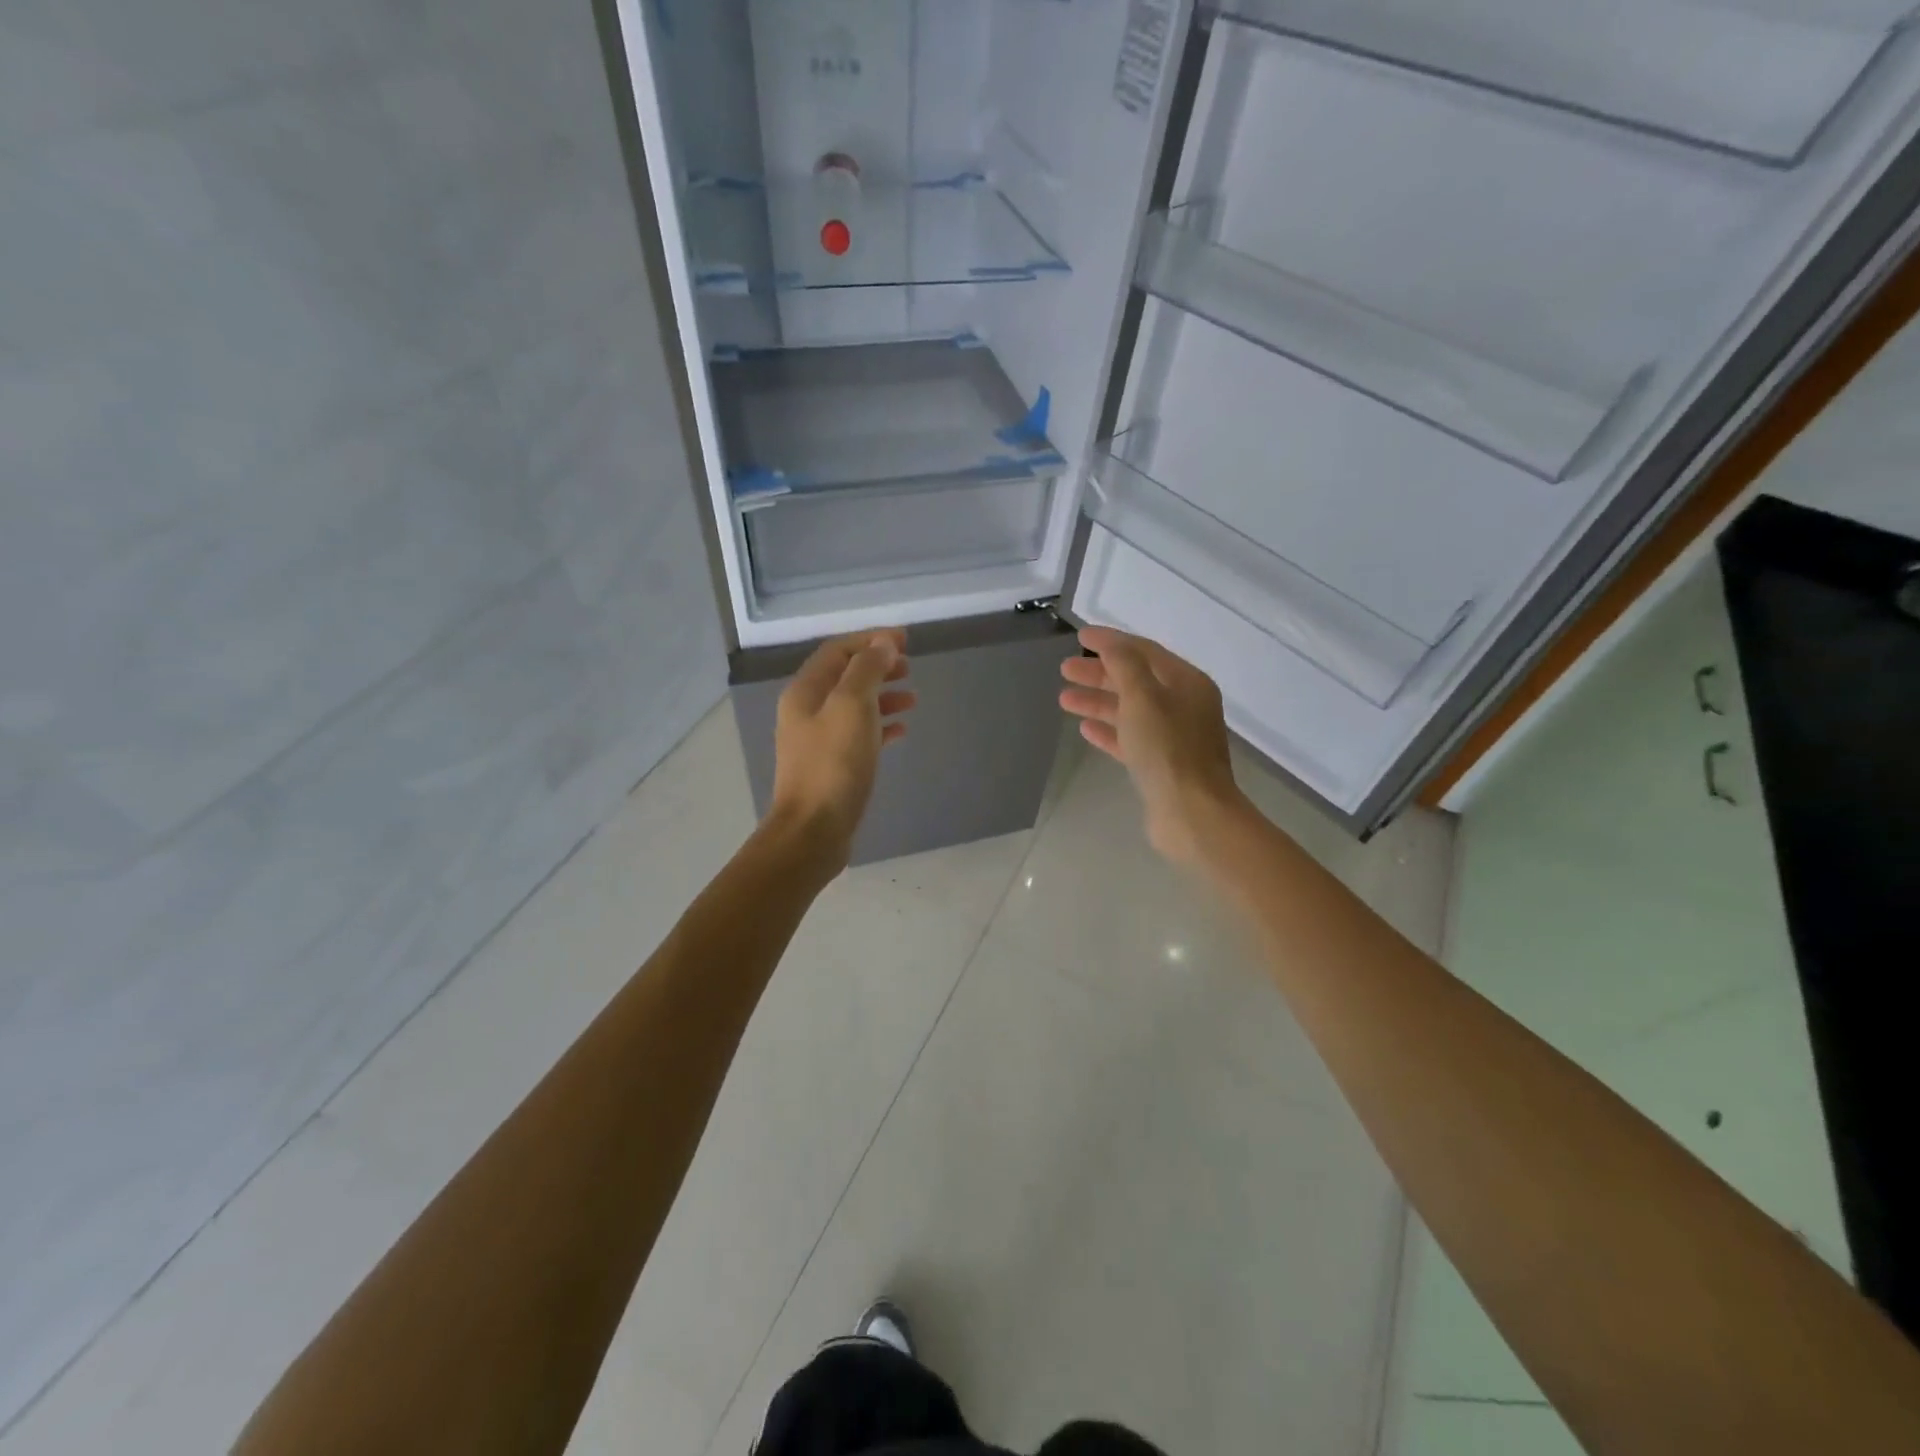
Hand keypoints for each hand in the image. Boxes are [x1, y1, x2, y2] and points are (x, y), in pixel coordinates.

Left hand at [769, 629, 914, 861]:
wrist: (813, 831)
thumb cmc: (833, 764)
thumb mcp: (852, 706)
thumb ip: (867, 670)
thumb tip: (883, 643)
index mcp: (805, 691)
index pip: (838, 651)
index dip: (871, 640)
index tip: (905, 640)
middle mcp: (807, 711)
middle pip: (845, 676)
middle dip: (877, 666)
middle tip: (909, 666)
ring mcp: (818, 740)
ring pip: (854, 705)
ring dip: (883, 696)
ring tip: (912, 697)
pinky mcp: (832, 765)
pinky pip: (859, 735)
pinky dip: (881, 726)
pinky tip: (902, 730)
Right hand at [1059, 626, 1243, 864]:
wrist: (1192, 813)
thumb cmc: (1167, 749)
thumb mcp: (1142, 697)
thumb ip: (1124, 664)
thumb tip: (1109, 642)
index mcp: (1187, 683)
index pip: (1144, 651)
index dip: (1111, 642)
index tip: (1079, 637)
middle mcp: (1184, 705)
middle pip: (1135, 680)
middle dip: (1099, 674)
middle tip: (1064, 670)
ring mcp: (1174, 737)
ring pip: (1130, 710)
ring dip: (1098, 702)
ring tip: (1064, 699)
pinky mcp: (1162, 765)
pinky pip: (1131, 738)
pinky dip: (1108, 730)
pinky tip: (1085, 729)